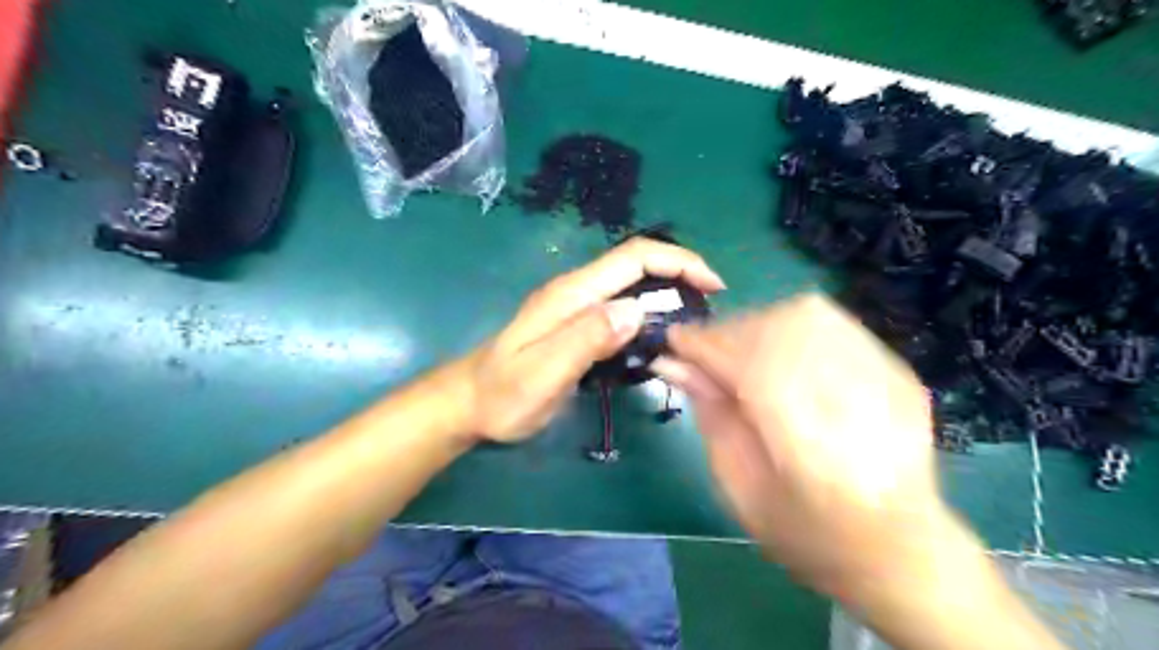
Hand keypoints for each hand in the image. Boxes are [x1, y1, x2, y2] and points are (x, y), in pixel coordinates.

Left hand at [464, 235, 720, 443]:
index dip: (678, 261)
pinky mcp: (578, 326)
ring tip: (694, 326)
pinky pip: (622, 311)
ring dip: (668, 296)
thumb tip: (636, 310)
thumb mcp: (542, 372)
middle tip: (710, 310)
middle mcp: (577, 292)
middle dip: (680, 275)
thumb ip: (586, 339)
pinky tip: (660, 340)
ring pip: (632, 287)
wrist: (470, 404)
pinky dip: (649, 316)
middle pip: (637, 266)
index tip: (713, 285)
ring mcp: (576, 308)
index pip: (633, 257)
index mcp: (572, 294)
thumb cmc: (503, 394)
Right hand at [650, 295, 969, 603]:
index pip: (749, 367)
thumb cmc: (808, 533)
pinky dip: (791, 327)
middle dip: (728, 333)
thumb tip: (672, 363)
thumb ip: (711, 419)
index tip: (673, 340)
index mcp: (809, 450)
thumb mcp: (741, 489)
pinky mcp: (896, 370)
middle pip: (777, 331)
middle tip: (704, 354)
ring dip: (759, 325)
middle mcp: (853, 404)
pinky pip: (832, 322)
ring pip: (806, 315)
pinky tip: (779, 353)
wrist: (901, 549)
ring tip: (740, 352)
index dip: (704, 345)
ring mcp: (884, 380)